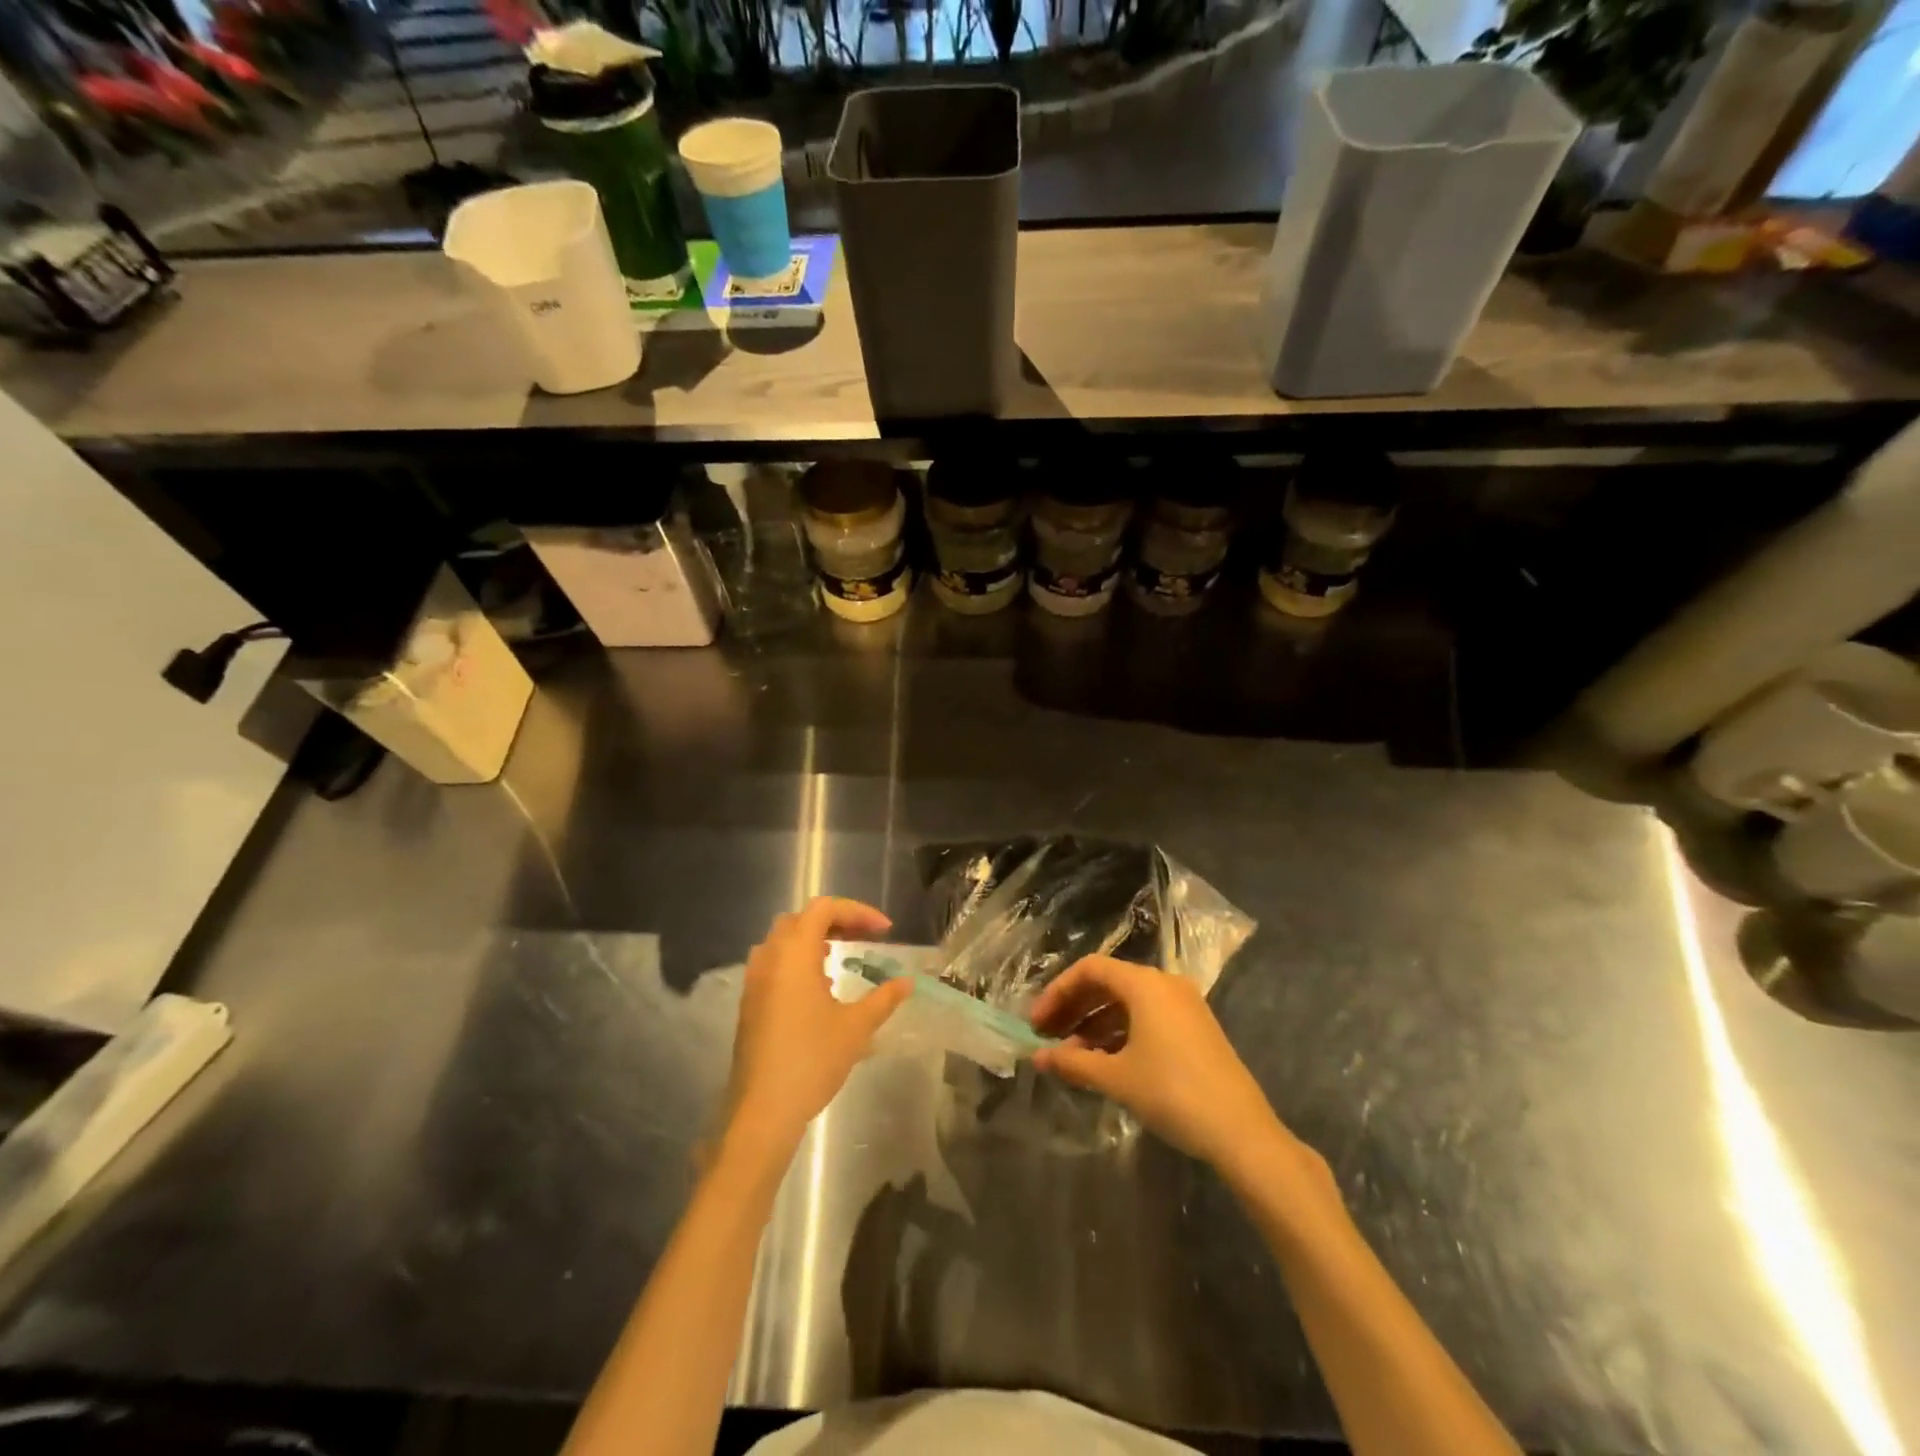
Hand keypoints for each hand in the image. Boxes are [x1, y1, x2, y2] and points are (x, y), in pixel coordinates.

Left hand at [725, 897, 911, 1159]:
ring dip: (813, 939)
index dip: (857, 912)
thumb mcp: (856, 1027)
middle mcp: (769, 958)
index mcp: (794, 954)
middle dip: (835, 920)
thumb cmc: (812, 1059)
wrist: (763, 1110)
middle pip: (801, 919)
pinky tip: (818, 988)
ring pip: (783, 940)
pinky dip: (798, 960)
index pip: (824, 909)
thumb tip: (906, 982)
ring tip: (840, 957)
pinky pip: (774, 963)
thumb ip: (883, 998)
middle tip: (864, 937)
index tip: (885, 931)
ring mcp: (754, 981)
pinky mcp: (750, 1003)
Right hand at [1029, 956, 1300, 1178]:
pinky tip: (1104, 1062)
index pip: (1089, 969)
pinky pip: (1146, 1017)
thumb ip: (1073, 1063)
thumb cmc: (1172, 1093)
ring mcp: (1183, 1005)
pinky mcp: (1194, 1028)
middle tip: (1048, 1038)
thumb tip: (1038, 1058)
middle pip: (1108, 983)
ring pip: (1127, 1002)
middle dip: (1074, 1008)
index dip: (1058, 992)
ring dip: (1095, 1024)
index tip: (1037, 1024)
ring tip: (1072, 1057)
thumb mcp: (1116, 1077)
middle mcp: (1164, 984)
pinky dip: (1120, 1032)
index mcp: (1145, 984)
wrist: (1241, 1131)